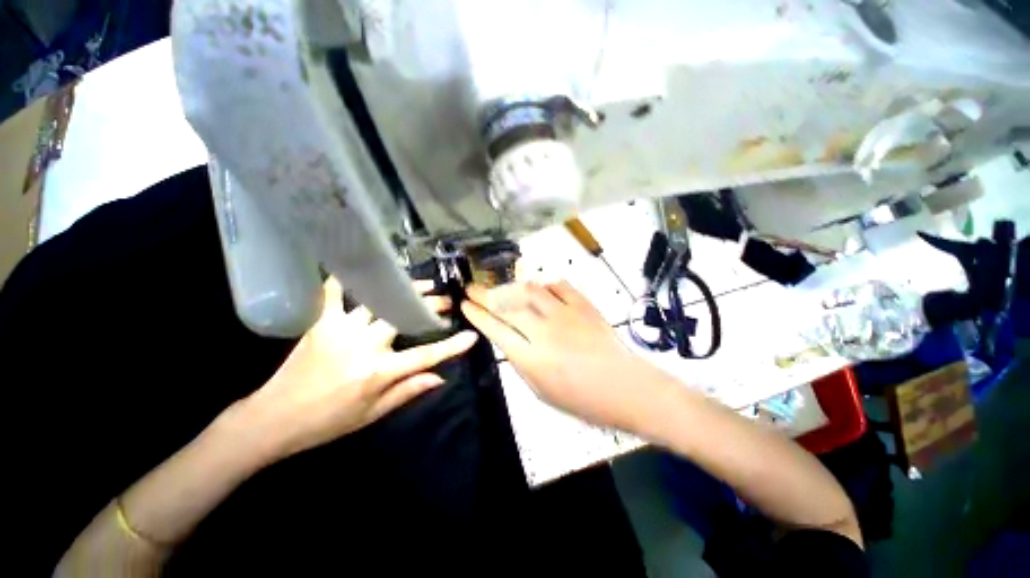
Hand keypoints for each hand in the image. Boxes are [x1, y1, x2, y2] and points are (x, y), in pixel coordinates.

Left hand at [239, 278, 476, 460]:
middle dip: (429, 306)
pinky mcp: (321, 323)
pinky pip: (334, 293)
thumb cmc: (328, 421)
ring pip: (379, 301)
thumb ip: (408, 391)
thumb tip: (440, 377)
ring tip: (420, 284)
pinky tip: (361, 269)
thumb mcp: (373, 414)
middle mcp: (364, 345)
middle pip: (404, 317)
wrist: (274, 419)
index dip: (451, 346)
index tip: (471, 337)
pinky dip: (345, 278)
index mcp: (378, 371)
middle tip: (445, 300)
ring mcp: (341, 330)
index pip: (425, 356)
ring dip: (403, 290)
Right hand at [461, 281, 672, 431]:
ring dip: (511, 287)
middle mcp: (544, 331)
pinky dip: (546, 285)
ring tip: (502, 288)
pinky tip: (541, 290)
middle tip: (471, 287)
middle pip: (506, 306)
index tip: (464, 305)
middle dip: (484, 294)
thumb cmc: (583, 400)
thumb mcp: (542, 392)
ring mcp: (565, 314)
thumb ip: (522, 364)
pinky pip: (558, 286)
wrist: (627, 388)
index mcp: (532, 357)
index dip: (477, 315)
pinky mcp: (583, 305)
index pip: (495, 329)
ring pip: (529, 290)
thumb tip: (510, 342)